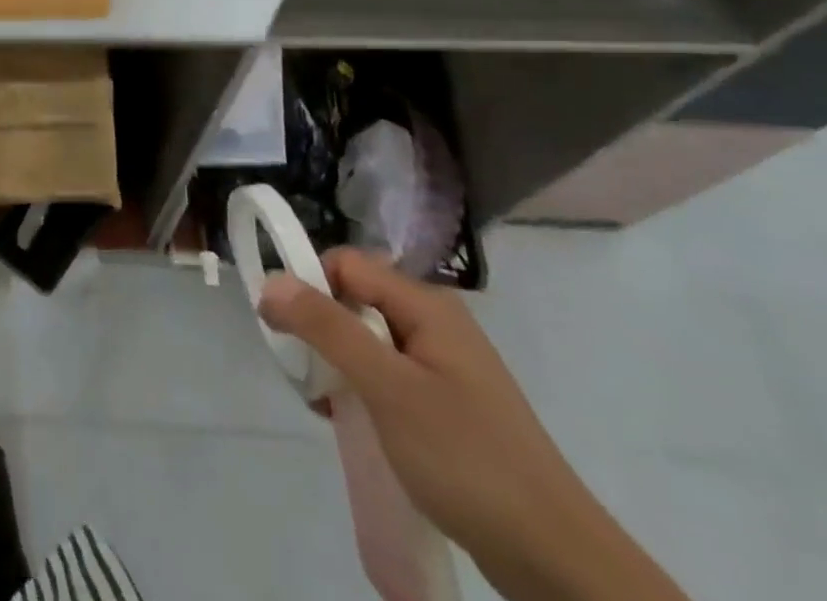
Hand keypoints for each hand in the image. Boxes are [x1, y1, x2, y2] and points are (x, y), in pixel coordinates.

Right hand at [259, 249, 687, 600]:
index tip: (288, 332)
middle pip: (352, 300)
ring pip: (365, 340)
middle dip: (320, 333)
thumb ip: (326, 328)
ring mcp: (443, 365)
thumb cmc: (467, 459)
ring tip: (328, 408)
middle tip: (309, 379)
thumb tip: (269, 280)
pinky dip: (360, 391)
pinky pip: (385, 375)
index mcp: (426, 305)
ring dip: (337, 366)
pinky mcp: (445, 404)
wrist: (557, 562)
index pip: (344, 264)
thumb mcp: (387, 388)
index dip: (309, 287)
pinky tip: (353, 424)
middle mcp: (434, 323)